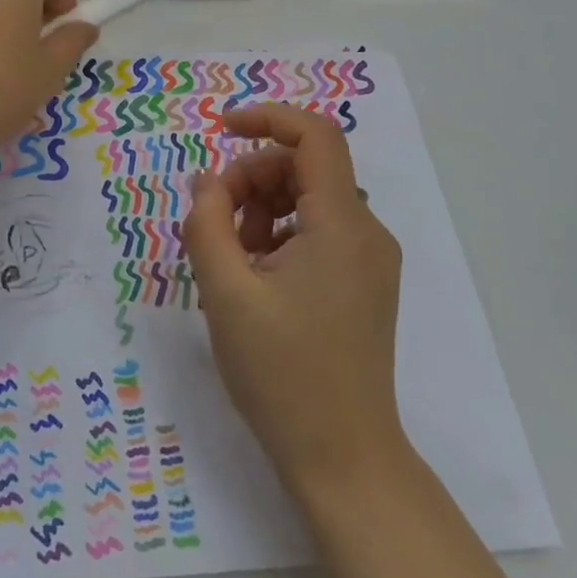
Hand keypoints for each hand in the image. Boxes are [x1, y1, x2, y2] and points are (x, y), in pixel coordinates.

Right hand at [181, 103, 407, 503]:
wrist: (344, 460)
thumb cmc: (283, 374)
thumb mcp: (226, 293)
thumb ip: (208, 223)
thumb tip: (207, 180)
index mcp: (342, 225)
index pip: (315, 135)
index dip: (267, 117)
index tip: (221, 130)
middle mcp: (366, 232)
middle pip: (305, 167)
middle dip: (252, 177)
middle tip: (213, 220)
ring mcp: (369, 260)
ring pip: (309, 198)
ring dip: (262, 208)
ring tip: (231, 257)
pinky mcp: (362, 283)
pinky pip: (318, 231)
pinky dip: (280, 234)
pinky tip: (254, 277)